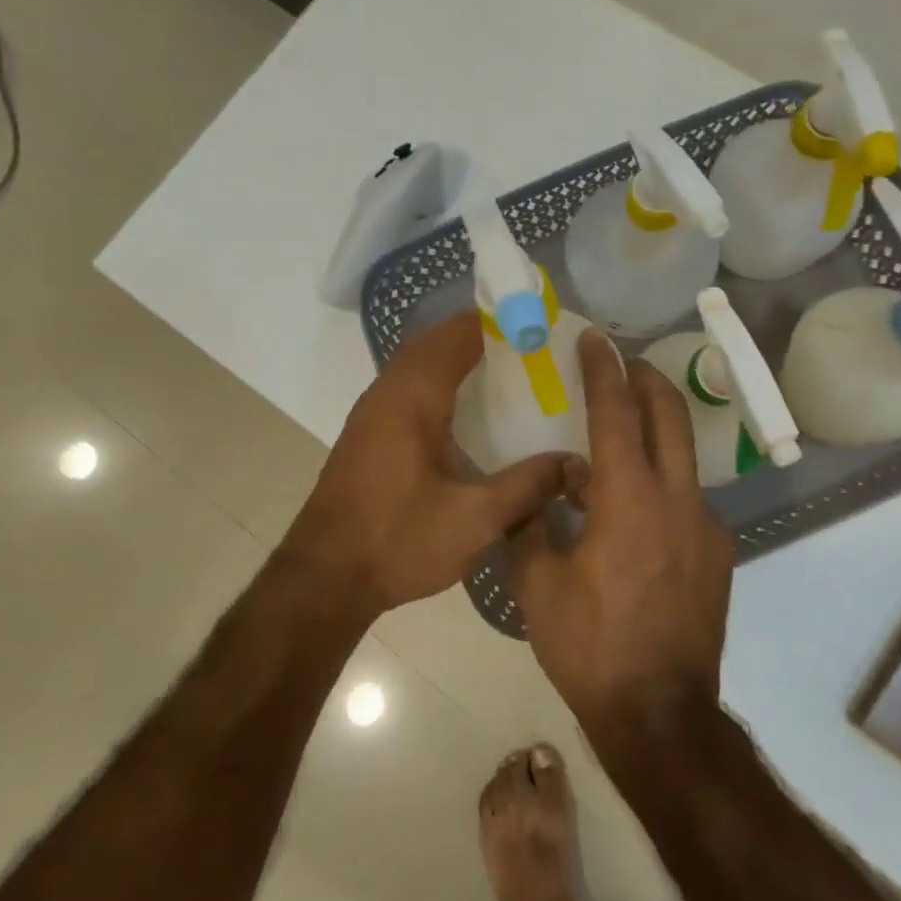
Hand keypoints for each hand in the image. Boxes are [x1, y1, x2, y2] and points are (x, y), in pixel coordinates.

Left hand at [279, 312, 576, 621]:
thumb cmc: (397, 542)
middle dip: (482, 338)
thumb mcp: (475, 519)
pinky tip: (472, 415)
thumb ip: (528, 486)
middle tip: (532, 349)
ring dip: (459, 360)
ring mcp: (373, 413)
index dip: (499, 323)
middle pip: (436, 343)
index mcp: (412, 398)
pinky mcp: (370, 436)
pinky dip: (442, 385)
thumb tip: (575, 463)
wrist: (325, 578)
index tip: (540, 326)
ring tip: (510, 374)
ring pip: (420, 366)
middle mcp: (388, 393)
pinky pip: (411, 390)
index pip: (457, 335)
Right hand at [511, 328, 734, 756]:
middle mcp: (676, 500)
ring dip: (653, 432)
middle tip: (623, 362)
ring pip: (682, 457)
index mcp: (628, 501)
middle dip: (646, 379)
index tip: (594, 339)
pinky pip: (685, 498)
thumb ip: (531, 525)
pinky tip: (630, 511)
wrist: (659, 714)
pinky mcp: (716, 554)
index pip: (616, 414)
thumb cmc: (590, 647)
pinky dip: (658, 483)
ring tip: (615, 441)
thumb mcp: (537, 585)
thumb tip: (538, 491)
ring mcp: (704, 527)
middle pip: (669, 416)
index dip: (603, 371)